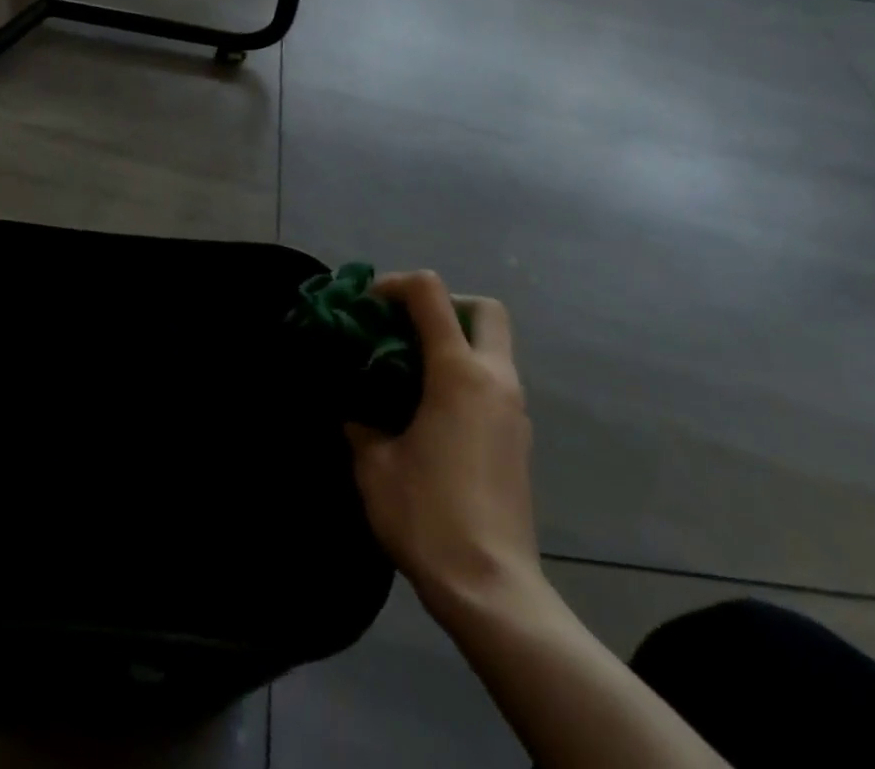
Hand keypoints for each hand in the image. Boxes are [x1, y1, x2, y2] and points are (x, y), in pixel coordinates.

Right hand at [345, 271, 548, 624]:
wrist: (492, 590)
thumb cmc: (428, 516)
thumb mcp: (374, 464)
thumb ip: (361, 423)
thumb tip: (355, 412)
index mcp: (458, 373)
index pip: (431, 293)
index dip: (396, 283)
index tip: (368, 303)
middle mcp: (495, 380)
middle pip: (485, 309)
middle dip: (445, 305)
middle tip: (408, 328)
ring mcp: (515, 411)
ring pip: (494, 347)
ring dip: (456, 343)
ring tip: (411, 373)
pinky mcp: (520, 440)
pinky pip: (495, 383)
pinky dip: (466, 377)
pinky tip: (433, 413)